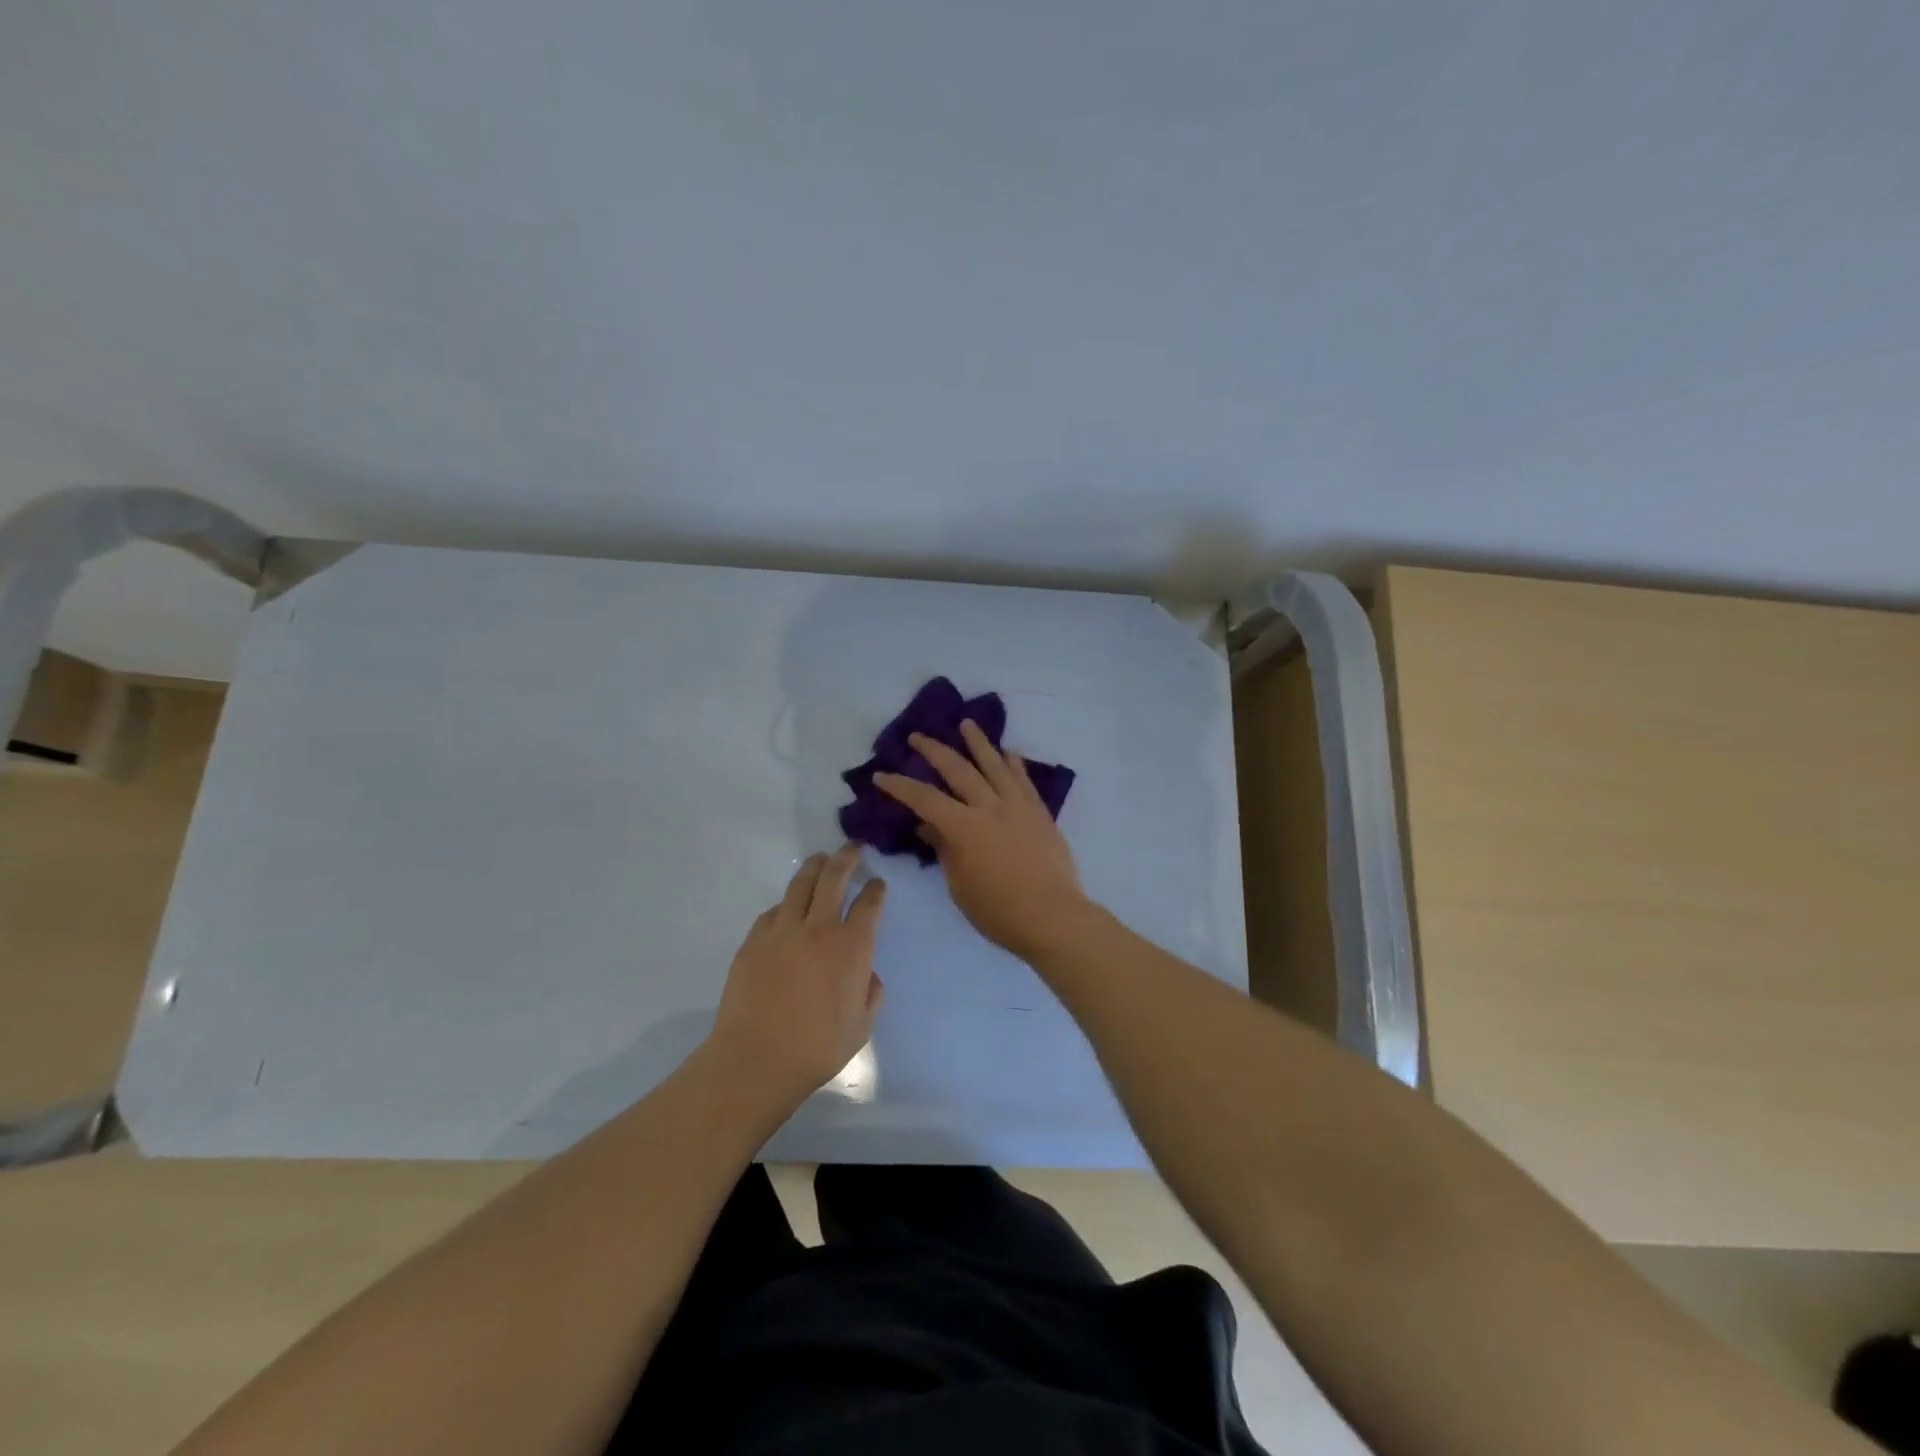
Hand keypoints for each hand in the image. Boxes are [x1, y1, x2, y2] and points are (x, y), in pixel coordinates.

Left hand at [708, 845, 886, 1108]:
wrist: (757, 1058)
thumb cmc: (818, 1047)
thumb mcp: (862, 1026)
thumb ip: (871, 993)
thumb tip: (867, 974)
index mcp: (852, 947)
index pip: (870, 904)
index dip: (876, 889)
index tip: (878, 883)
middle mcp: (819, 928)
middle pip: (835, 878)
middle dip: (846, 858)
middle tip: (852, 847)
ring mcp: (782, 930)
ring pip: (801, 884)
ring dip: (814, 867)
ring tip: (820, 858)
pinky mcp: (754, 940)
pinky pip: (773, 911)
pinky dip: (785, 904)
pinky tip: (787, 908)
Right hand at [874, 721, 1089, 960]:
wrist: (1052, 916)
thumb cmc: (998, 911)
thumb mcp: (959, 885)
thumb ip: (945, 850)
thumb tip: (929, 827)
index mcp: (964, 828)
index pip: (924, 799)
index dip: (900, 786)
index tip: (881, 775)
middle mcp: (990, 807)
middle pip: (958, 770)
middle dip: (934, 751)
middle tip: (917, 737)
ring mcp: (1018, 807)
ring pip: (995, 765)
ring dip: (978, 742)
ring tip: (967, 723)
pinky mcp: (1039, 813)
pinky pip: (1024, 780)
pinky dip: (1014, 764)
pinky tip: (1009, 752)